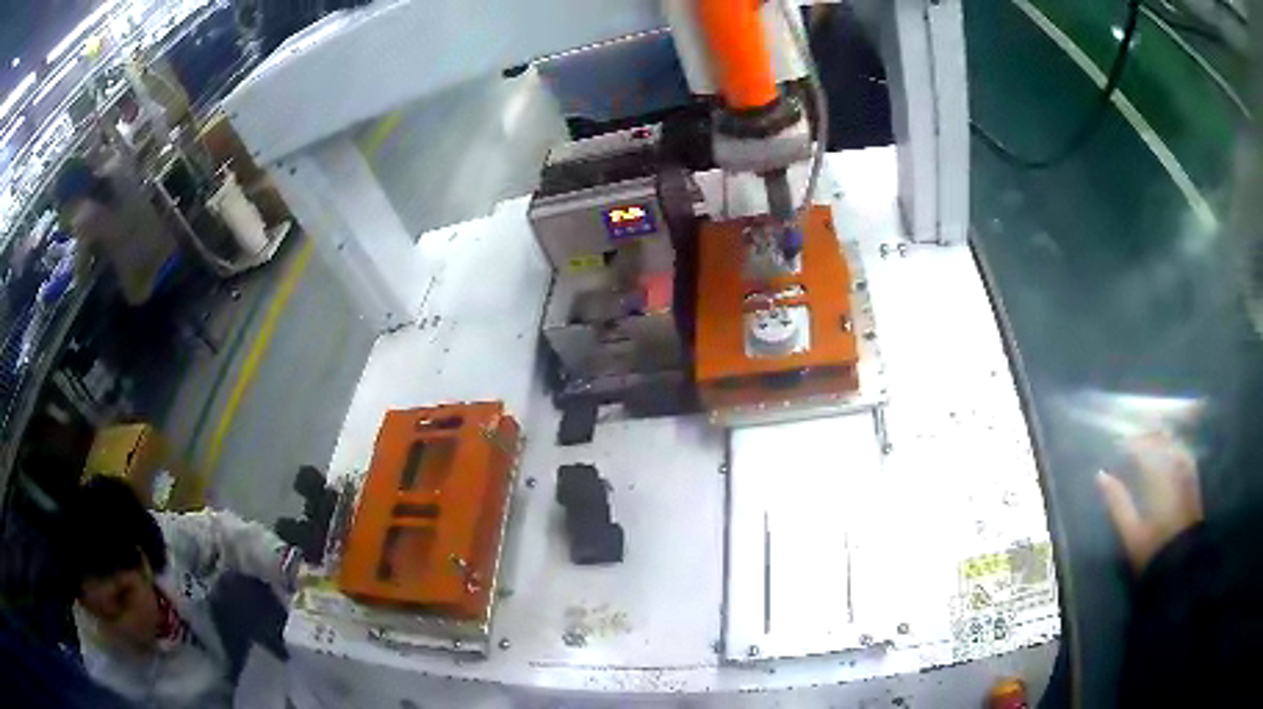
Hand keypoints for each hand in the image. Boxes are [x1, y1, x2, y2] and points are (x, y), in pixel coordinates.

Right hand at [1097, 431, 1203, 573]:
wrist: (1182, 563)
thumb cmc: (1153, 549)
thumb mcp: (1131, 532)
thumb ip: (1117, 503)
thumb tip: (1101, 475)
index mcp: (1157, 473)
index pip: (1141, 447)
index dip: (1128, 444)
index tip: (1116, 446)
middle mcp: (1173, 463)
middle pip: (1158, 439)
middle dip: (1144, 438)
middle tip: (1130, 445)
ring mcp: (1185, 469)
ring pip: (1171, 442)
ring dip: (1158, 440)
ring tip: (1147, 446)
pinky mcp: (1192, 477)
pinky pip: (1181, 451)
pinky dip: (1171, 447)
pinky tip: (1167, 453)